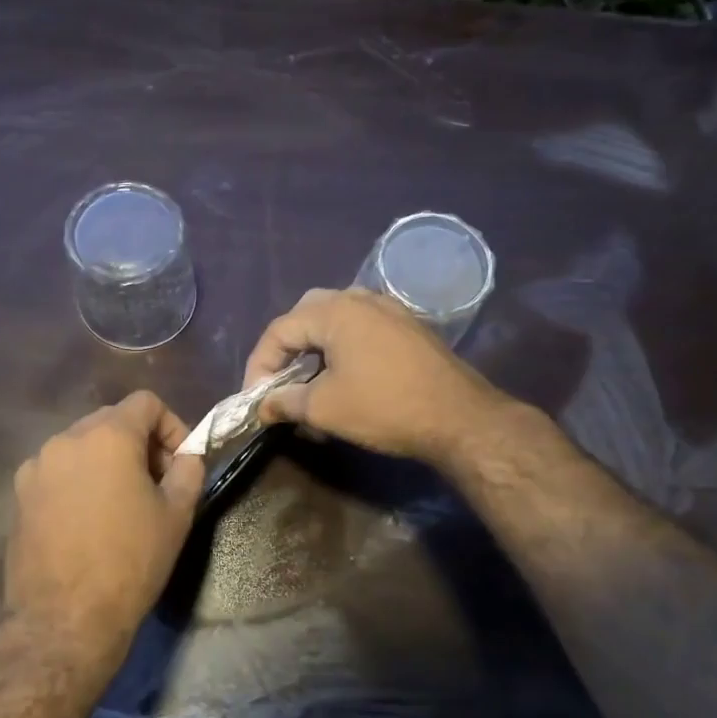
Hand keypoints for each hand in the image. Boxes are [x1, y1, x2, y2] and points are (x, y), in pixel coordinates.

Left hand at [3, 392, 205, 666]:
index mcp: (107, 435)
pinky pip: (57, 471)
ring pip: (82, 445)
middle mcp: (66, 439)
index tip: (179, 463)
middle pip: (111, 420)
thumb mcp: (177, 515)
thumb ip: (188, 470)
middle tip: (156, 484)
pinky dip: (78, 480)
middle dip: (139, 443)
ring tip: (120, 503)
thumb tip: (187, 456)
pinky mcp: (19, 494)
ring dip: (107, 461)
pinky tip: (86, 520)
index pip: (146, 402)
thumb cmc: (129, 562)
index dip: (172, 426)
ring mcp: (36, 466)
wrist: (64, 620)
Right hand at [243, 287, 516, 463]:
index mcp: (335, 311)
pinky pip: (362, 328)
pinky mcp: (408, 327)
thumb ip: (285, 402)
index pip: (280, 330)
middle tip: (279, 381)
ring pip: (336, 320)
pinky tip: (345, 378)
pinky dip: (342, 349)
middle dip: (286, 350)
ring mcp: (389, 310)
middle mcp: (360, 299)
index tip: (256, 398)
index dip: (260, 364)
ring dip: (315, 349)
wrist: (460, 418)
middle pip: (306, 315)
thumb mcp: (325, 408)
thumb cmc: (385, 407)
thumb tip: (262, 407)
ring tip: (309, 383)